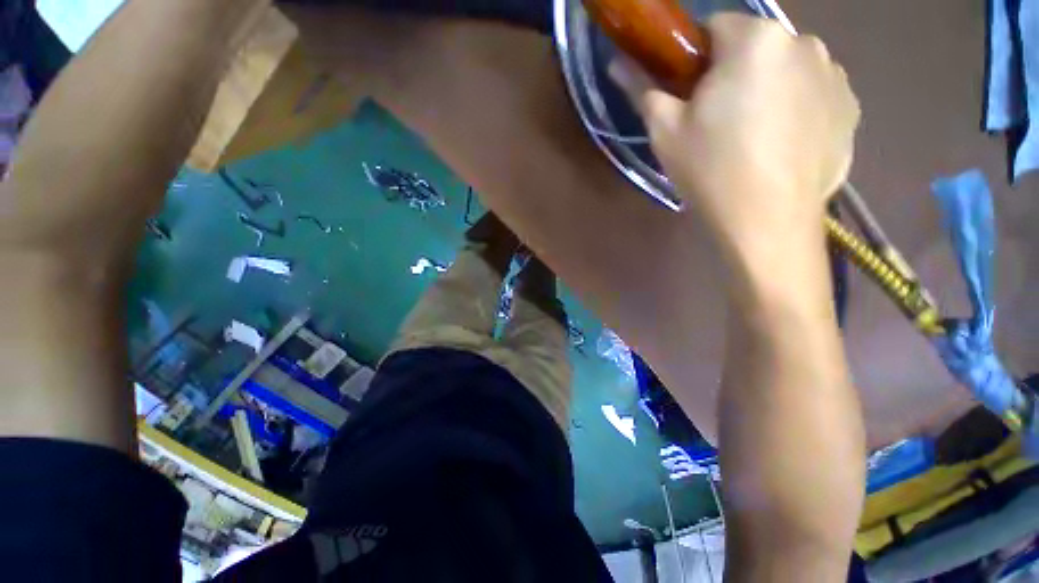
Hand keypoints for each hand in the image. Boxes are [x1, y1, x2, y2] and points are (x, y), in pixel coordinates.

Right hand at [612, 14, 859, 261]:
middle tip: (717, 123)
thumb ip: (642, 89)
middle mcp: (804, 43)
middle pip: (755, 49)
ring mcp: (835, 75)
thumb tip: (618, 64)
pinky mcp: (850, 109)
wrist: (766, 222)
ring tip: (750, 139)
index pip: (716, 27)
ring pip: (786, 71)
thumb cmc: (710, 170)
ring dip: (767, 91)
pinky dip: (795, 111)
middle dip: (734, 75)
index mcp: (756, 40)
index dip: (696, 60)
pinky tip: (779, 148)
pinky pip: (812, 96)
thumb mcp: (665, 131)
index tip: (690, 96)